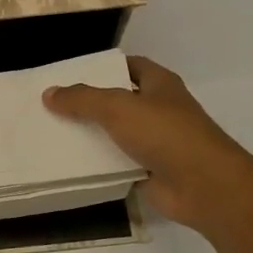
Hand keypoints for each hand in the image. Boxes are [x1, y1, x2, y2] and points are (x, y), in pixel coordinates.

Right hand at [44, 55, 240, 233]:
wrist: (203, 185)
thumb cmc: (165, 134)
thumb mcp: (118, 107)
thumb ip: (82, 99)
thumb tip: (49, 93)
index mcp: (160, 84)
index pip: (130, 66)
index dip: (104, 67)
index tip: (72, 74)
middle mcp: (159, 110)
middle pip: (119, 101)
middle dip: (90, 103)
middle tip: (53, 104)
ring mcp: (156, 142)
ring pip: (116, 134)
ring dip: (91, 135)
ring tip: (53, 133)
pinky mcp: (149, 171)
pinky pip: (117, 163)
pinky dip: (98, 164)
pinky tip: (69, 164)